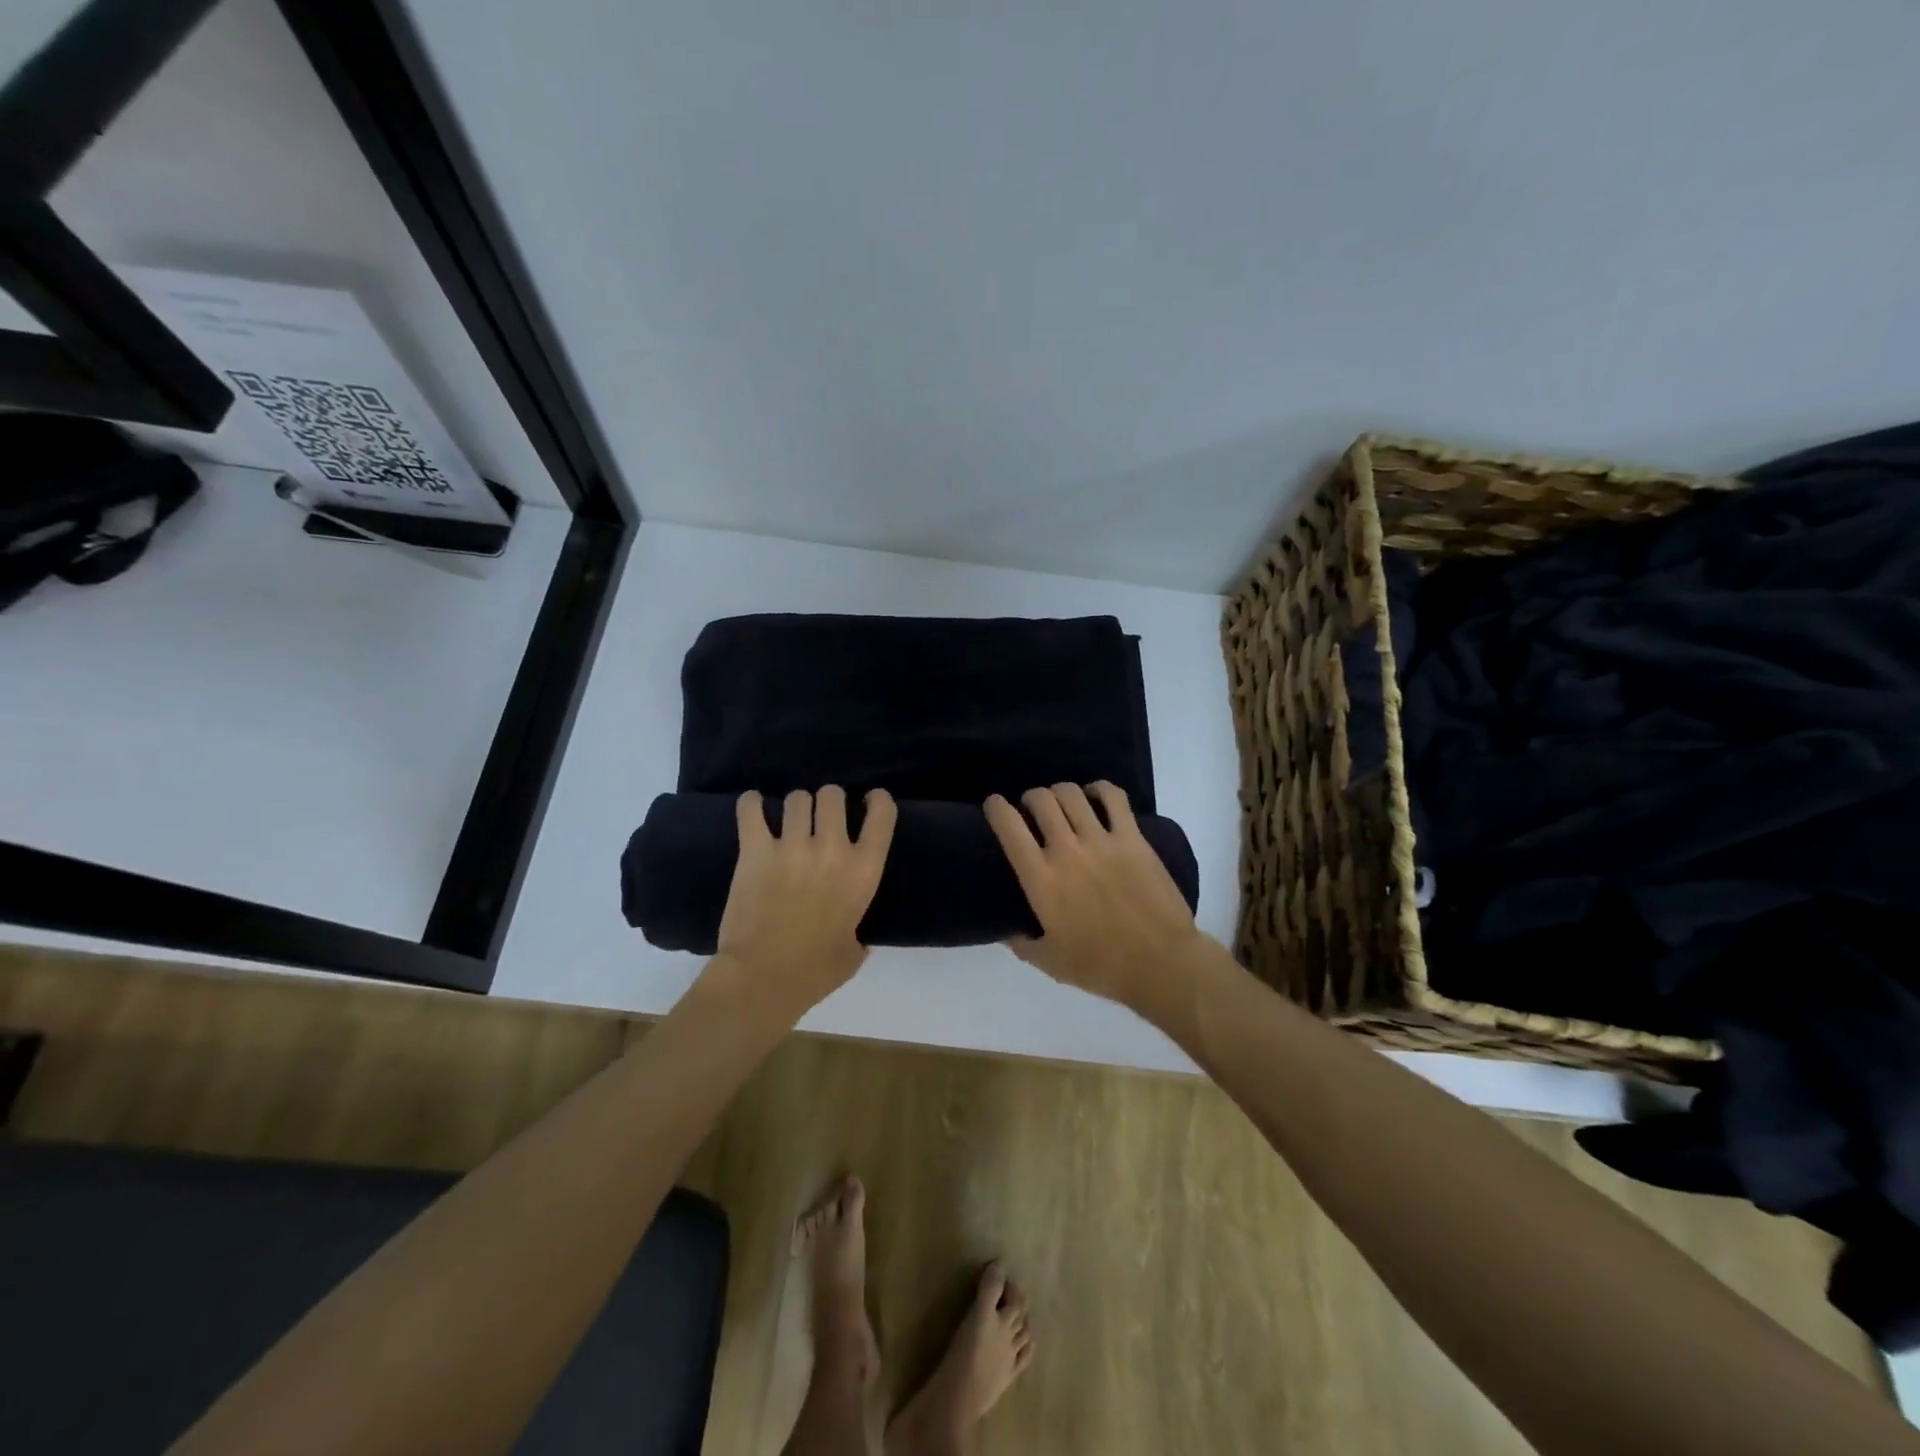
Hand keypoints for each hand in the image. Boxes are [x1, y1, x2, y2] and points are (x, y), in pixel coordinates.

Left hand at [709, 786, 896, 1016]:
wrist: (763, 979)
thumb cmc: (815, 972)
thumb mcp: (854, 952)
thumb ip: (857, 932)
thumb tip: (853, 936)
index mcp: (863, 871)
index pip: (882, 815)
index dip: (877, 801)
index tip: (869, 800)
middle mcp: (832, 849)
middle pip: (833, 795)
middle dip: (828, 801)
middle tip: (819, 817)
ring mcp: (792, 846)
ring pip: (797, 798)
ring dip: (795, 806)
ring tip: (787, 819)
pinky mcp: (755, 851)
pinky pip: (751, 809)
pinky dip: (751, 804)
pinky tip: (753, 806)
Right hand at [984, 782, 1209, 1020]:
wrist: (1160, 964)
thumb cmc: (1101, 966)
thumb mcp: (1049, 962)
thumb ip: (1021, 944)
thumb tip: (1005, 931)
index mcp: (1041, 879)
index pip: (1008, 826)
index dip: (996, 807)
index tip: (995, 806)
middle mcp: (1066, 850)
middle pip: (1041, 800)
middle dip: (1031, 798)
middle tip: (1033, 810)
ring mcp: (1102, 840)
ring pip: (1072, 794)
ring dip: (1060, 792)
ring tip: (1062, 802)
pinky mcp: (1132, 838)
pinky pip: (1113, 798)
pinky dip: (1100, 789)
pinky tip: (1096, 795)